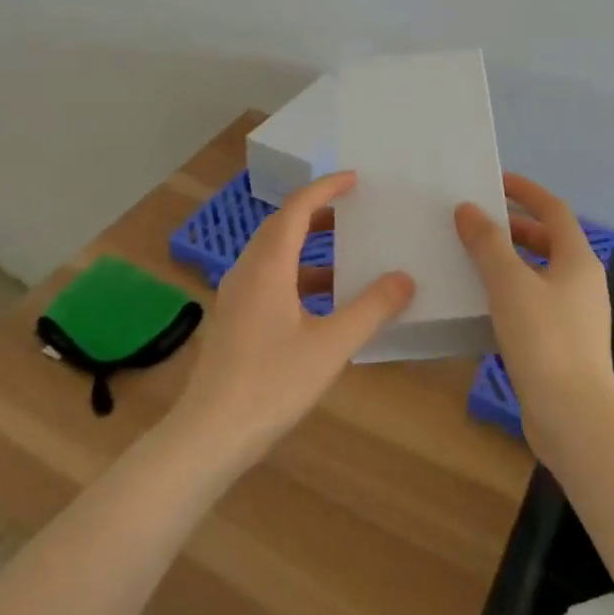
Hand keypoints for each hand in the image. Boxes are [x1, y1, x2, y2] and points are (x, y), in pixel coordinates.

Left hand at [169, 171, 414, 473]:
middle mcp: (247, 271)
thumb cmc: (271, 384)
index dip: (325, 188)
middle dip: (316, 213)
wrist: (208, 435)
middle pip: (281, 226)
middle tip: (352, 210)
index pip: (297, 208)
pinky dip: (296, 274)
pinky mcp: (234, 320)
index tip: (354, 179)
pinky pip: (268, 278)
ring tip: (344, 253)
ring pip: (273, 254)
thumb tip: (404, 278)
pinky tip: (320, 302)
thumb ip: (370, 309)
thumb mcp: (331, 346)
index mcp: (268, 266)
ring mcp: (236, 296)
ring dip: (306, 245)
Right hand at [456, 174, 613, 465]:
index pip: (553, 209)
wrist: (573, 418)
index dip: (526, 190)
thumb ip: (488, 243)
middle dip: (513, 227)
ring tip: (471, 258)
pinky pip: (534, 302)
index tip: (494, 181)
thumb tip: (469, 210)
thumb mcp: (510, 283)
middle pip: (547, 240)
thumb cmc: (544, 339)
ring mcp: (575, 315)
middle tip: (475, 222)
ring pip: (538, 273)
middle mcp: (582, 282)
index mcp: (578, 259)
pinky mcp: (563, 344)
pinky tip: (482, 303)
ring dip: (509, 261)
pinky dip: (510, 292)